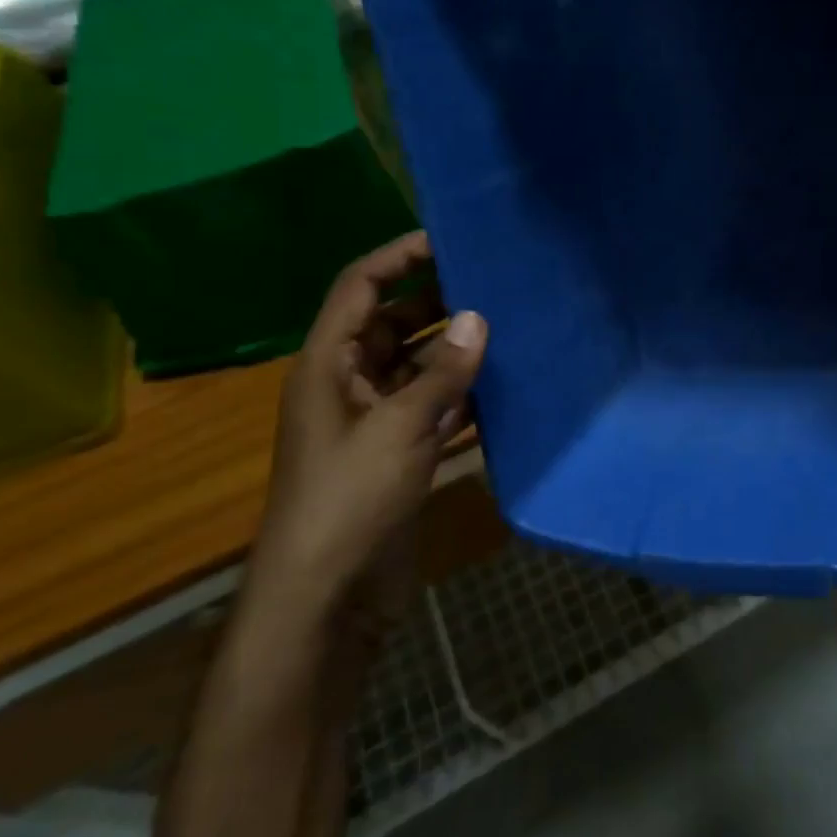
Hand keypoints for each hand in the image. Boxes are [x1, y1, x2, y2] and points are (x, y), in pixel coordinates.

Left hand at [250, 233, 487, 632]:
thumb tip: (478, 318)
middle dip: (437, 302)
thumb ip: (442, 373)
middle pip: (392, 324)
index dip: (398, 258)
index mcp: (328, 365)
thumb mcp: (399, 428)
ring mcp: (375, 421)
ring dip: (455, 351)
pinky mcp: (399, 453)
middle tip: (494, 284)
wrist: (327, 597)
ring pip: (418, 367)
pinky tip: (504, 385)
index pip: (359, 289)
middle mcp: (349, 384)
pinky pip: (433, 407)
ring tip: (510, 327)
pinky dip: (462, 394)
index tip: (447, 239)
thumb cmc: (349, 500)